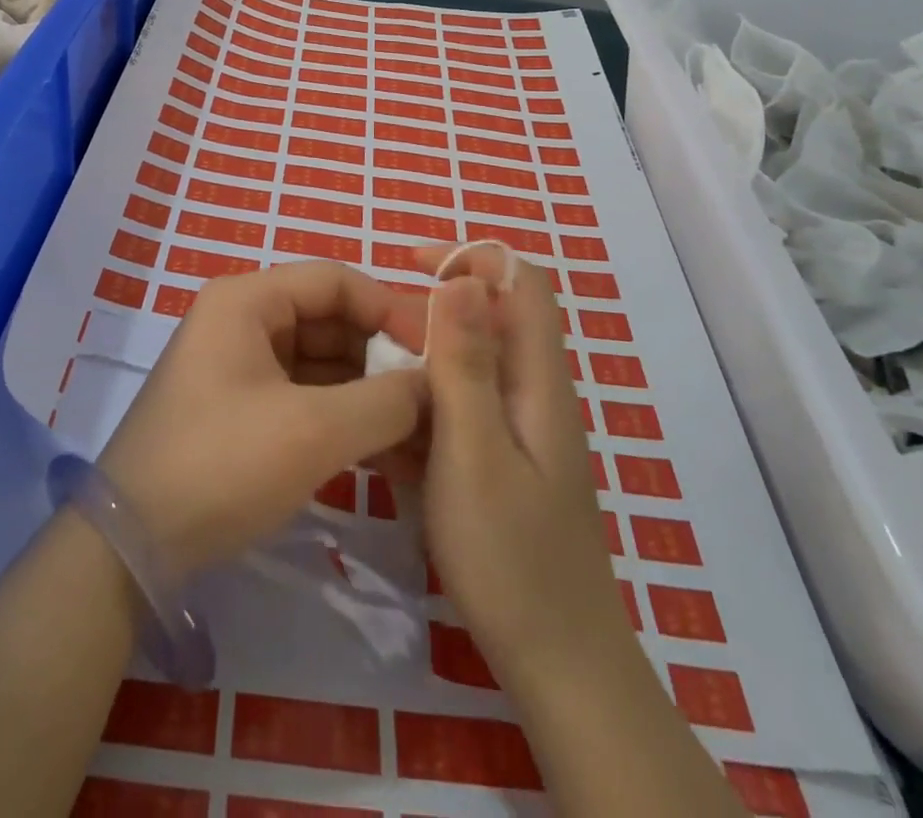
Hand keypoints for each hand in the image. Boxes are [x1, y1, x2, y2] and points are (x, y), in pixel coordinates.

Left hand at [99, 261, 429, 577]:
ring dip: (366, 392)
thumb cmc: (223, 464)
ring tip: (417, 432)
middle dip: (380, 356)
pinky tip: (383, 450)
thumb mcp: (314, 431)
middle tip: (432, 398)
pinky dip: (341, 415)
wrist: (133, 545)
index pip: (335, 280)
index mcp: (247, 300)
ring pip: (319, 361)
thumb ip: (386, 402)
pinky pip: (302, 394)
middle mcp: (241, 320)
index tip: (436, 352)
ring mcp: (238, 364)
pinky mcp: (240, 407)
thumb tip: (436, 386)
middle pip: (328, 318)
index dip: (389, 308)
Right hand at [410, 244, 626, 685]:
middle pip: (486, 320)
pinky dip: (419, 410)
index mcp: (537, 378)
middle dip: (427, 314)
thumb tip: (461, 276)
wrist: (555, 665)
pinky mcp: (497, 461)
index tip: (408, 264)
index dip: (469, 256)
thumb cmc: (511, 556)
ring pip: (463, 367)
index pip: (520, 282)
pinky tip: (383, 439)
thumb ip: (466, 362)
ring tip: (368, 389)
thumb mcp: (474, 451)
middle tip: (370, 339)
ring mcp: (515, 430)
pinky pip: (455, 411)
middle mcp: (531, 392)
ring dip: (416, 365)